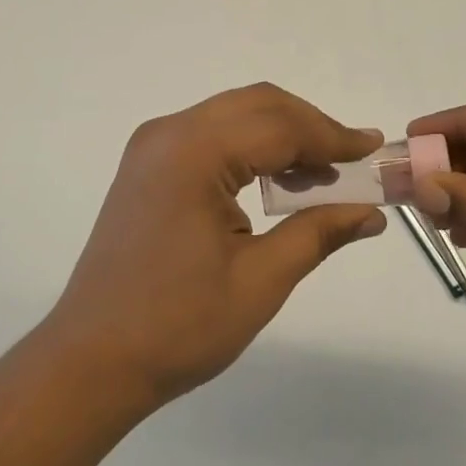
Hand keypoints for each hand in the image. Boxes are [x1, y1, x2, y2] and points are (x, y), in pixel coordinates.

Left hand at [44, 84, 386, 410]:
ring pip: (234, 115)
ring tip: (321, 175)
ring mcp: (153, 146)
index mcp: (194, 152)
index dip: (332, 137)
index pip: (279, 126)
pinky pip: (211, 134)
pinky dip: (250, 146)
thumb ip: (319, 232)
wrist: (91, 360)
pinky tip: (276, 180)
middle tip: (352, 161)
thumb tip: (372, 212)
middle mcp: (169, 133)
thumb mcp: (260, 281)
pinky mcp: (148, 164)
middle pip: (257, 105)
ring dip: (281, 134)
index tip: (374, 150)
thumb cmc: (178, 326)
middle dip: (309, 127)